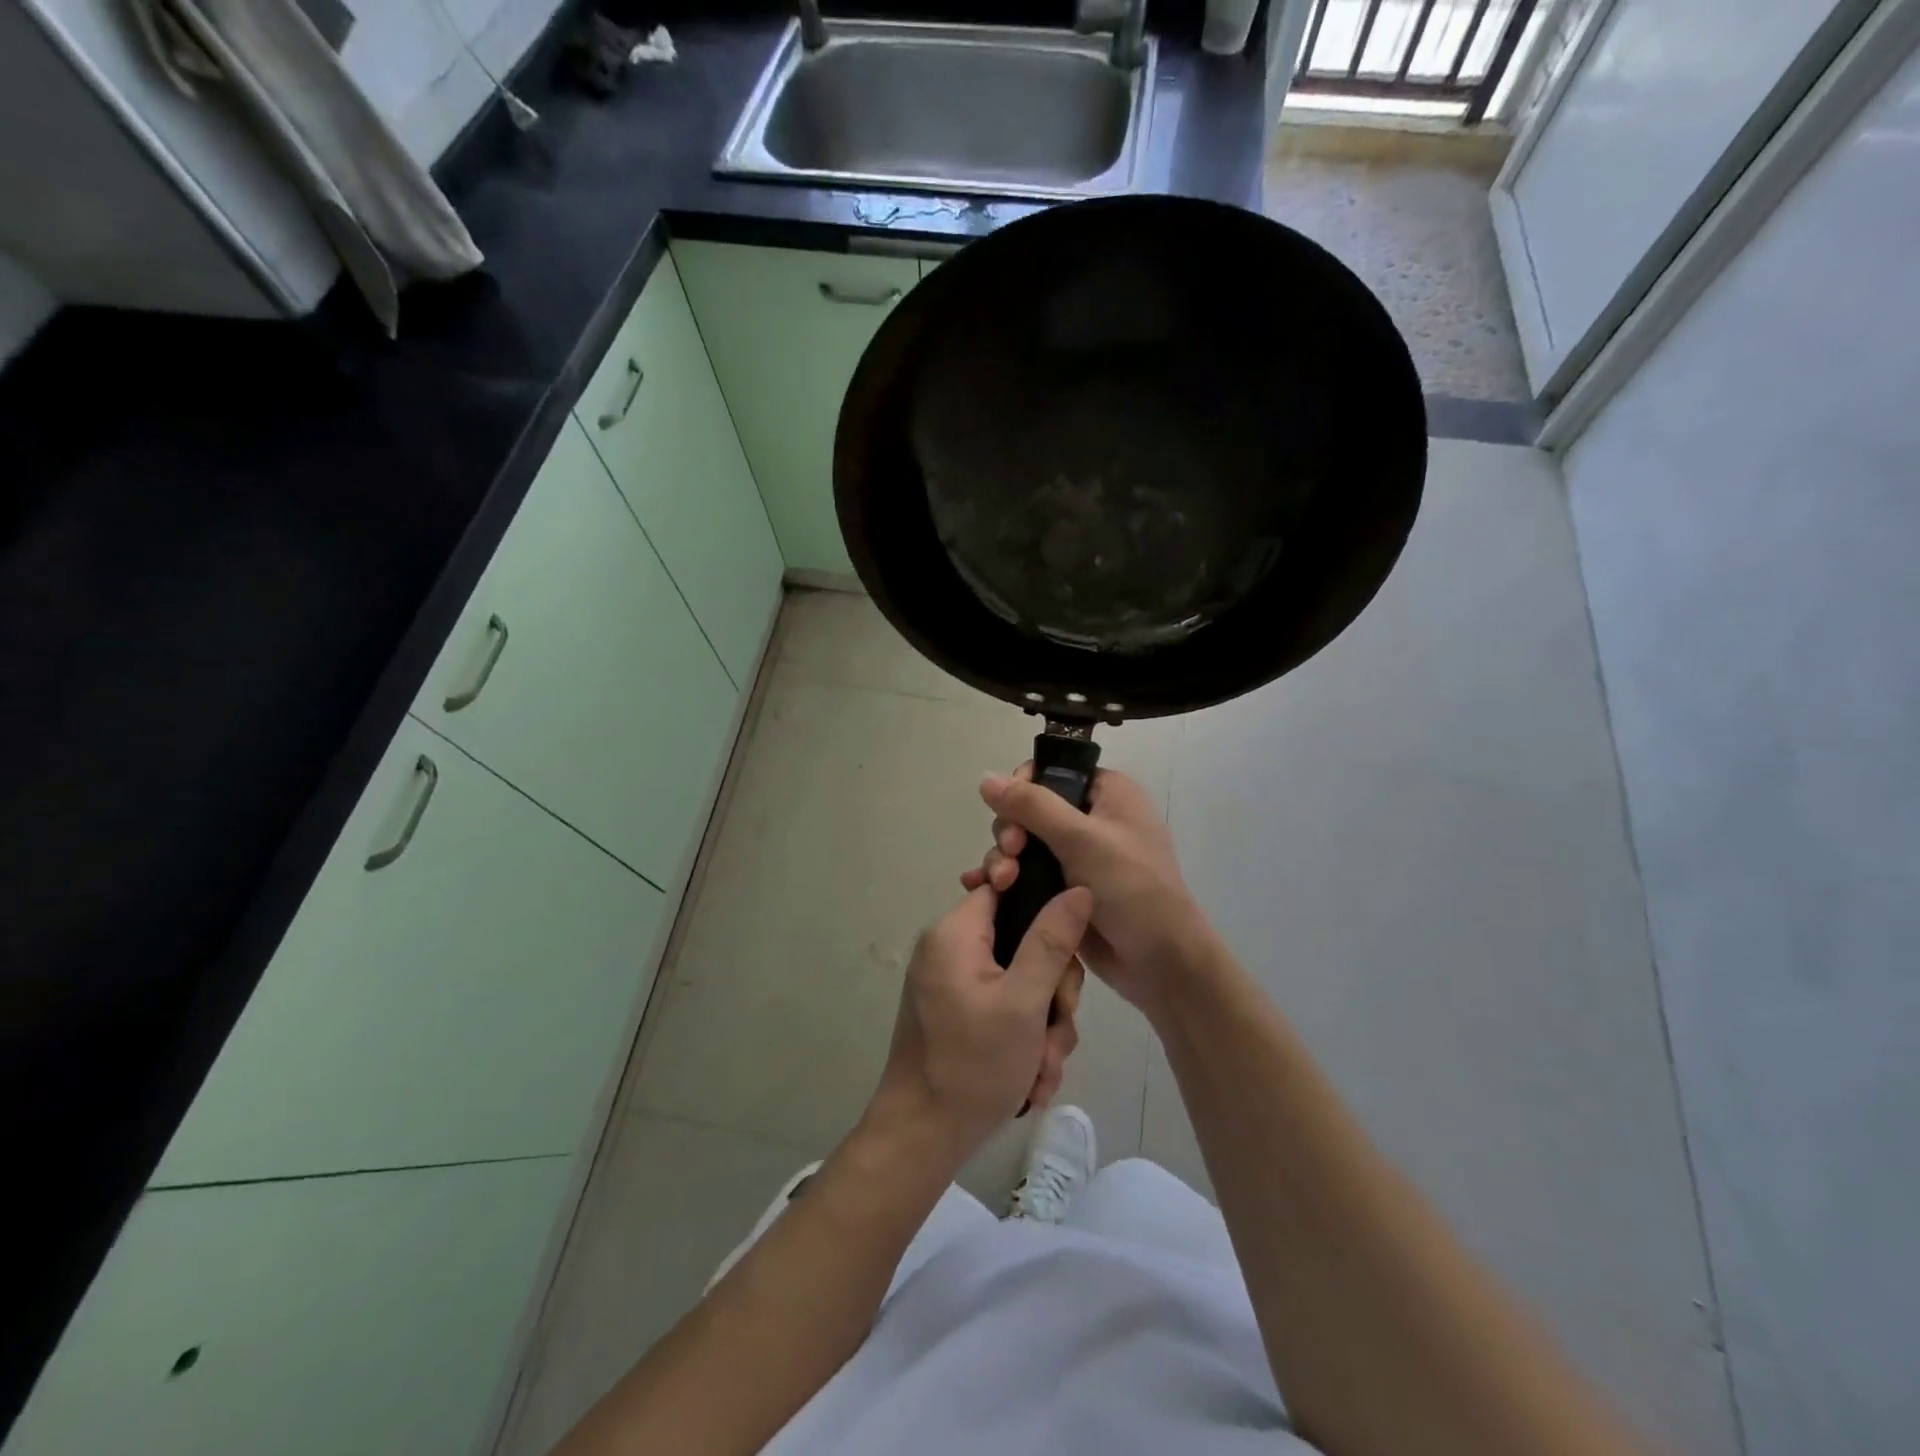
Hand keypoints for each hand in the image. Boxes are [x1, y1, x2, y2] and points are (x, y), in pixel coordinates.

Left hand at [869, 884, 1091, 1163]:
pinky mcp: (960, 1014)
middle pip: (1023, 942)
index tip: (1067, 951)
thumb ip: (1052, 941)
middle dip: (1051, 993)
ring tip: (1041, 1069)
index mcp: (956, 933)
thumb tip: (1078, 888)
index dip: (1045, 909)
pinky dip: (1024, 1041)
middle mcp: (951, 950)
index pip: (1006, 888)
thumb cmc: (971, 1065)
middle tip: (1054, 1030)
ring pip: (1022, 983)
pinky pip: (1006, 1009)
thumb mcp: (1024, 1002)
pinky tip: (1031, 1080)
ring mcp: (955, 985)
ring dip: (1043, 1027)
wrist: (920, 1140)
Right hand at [961, 765, 1208, 1017]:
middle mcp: (1091, 817)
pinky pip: (1025, 872)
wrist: (1160, 963)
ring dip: (1003, 858)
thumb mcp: (1082, 840)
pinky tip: (980, 889)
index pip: (1051, 772)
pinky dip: (1005, 878)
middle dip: (1010, 831)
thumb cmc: (1131, 888)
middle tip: (1010, 855)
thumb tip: (986, 777)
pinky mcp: (1064, 888)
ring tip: (1000, 884)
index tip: (1010, 816)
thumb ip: (1032, 806)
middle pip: (1029, 808)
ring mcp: (1077, 855)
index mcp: (1107, 792)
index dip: (1022, 789)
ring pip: (1023, 842)